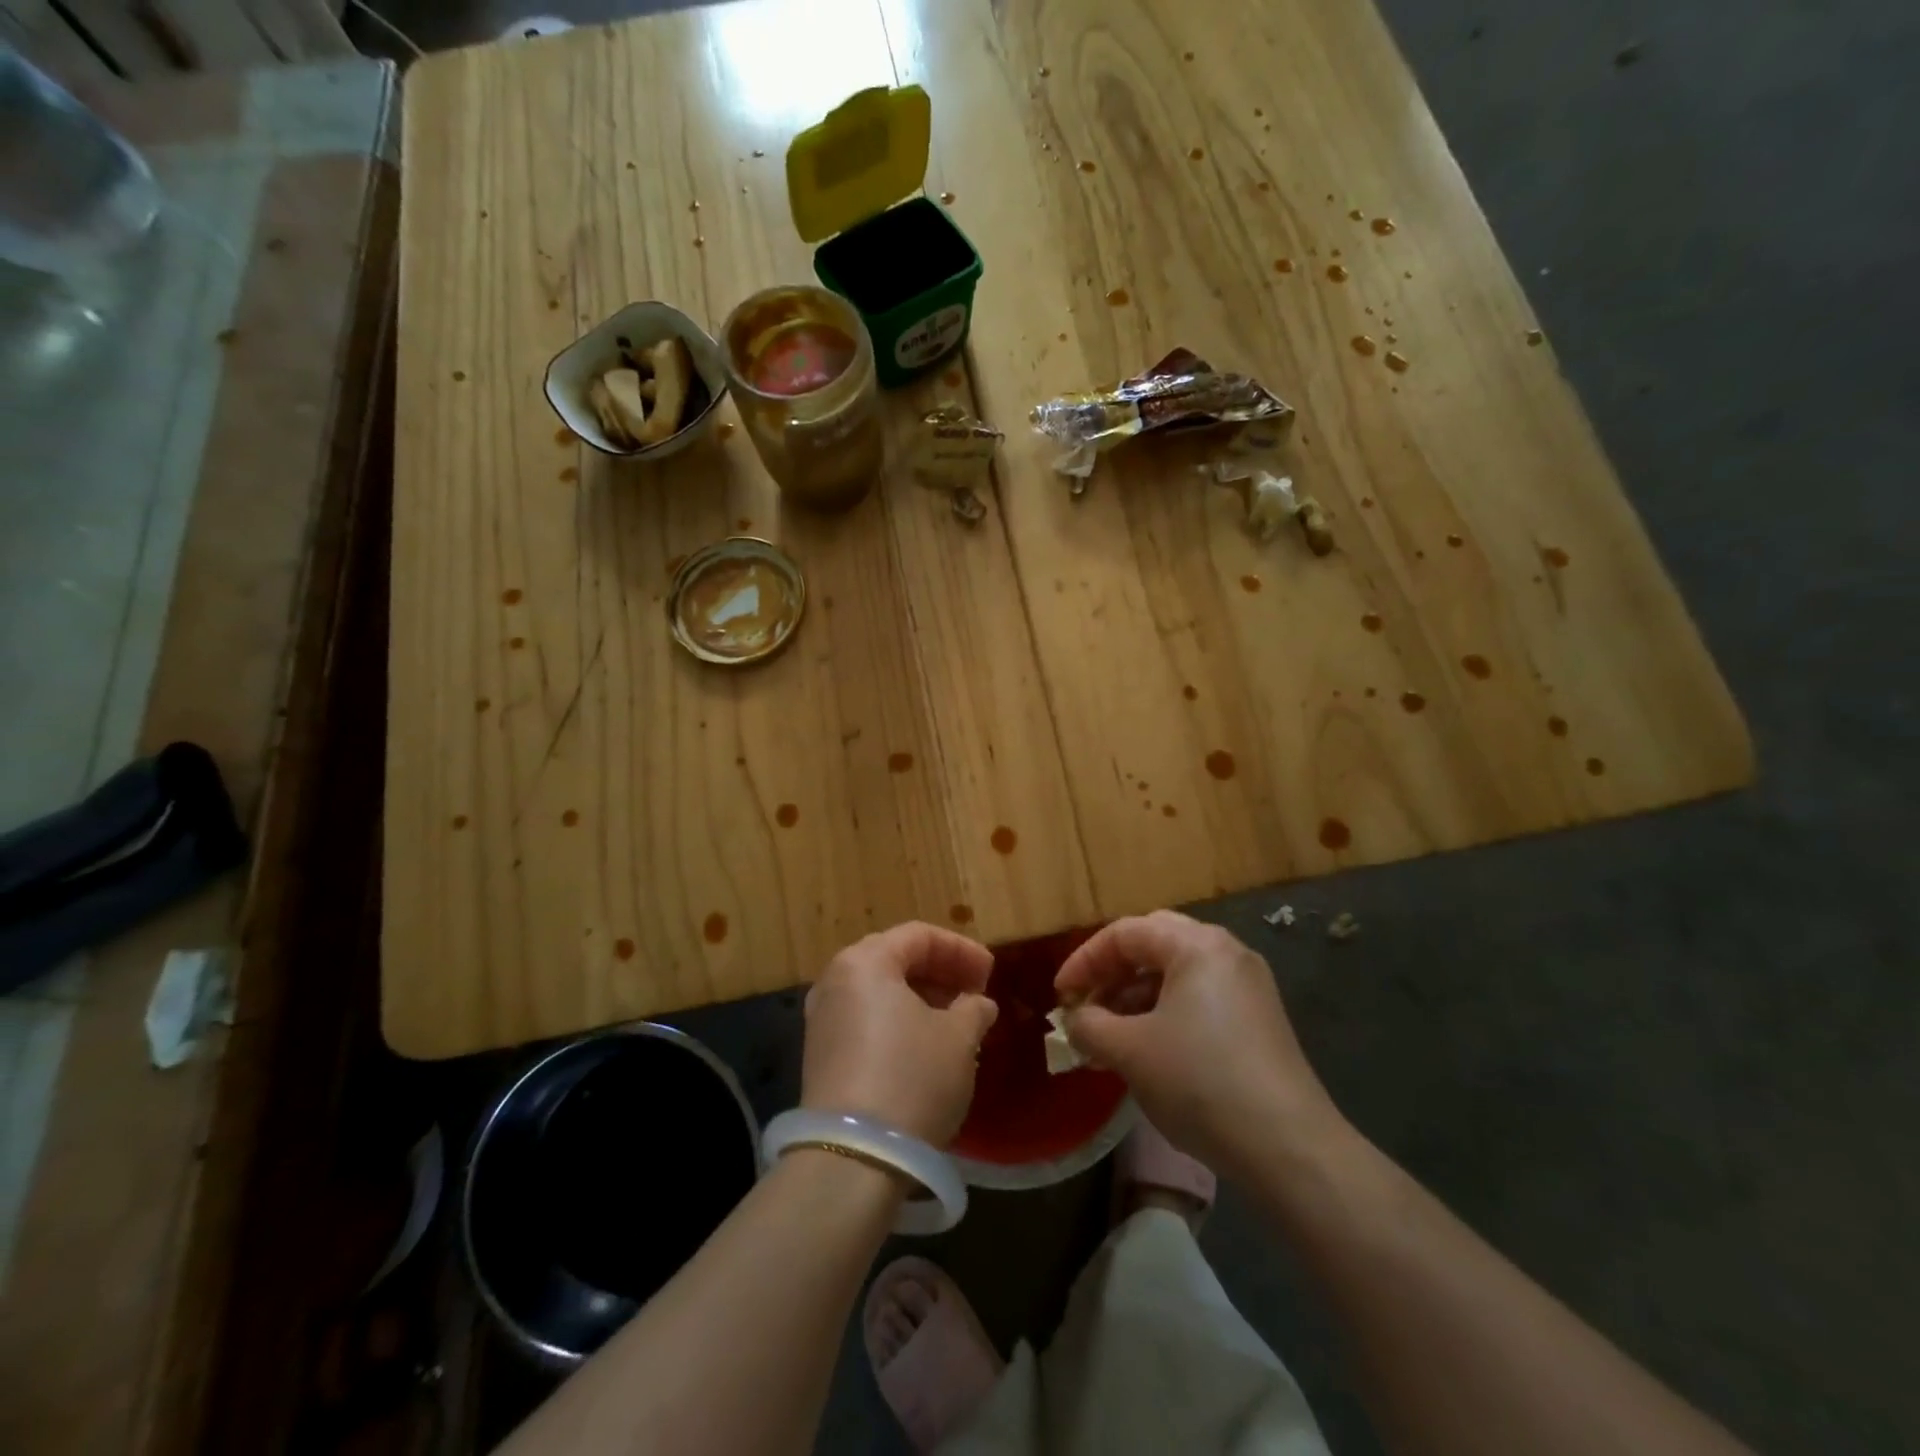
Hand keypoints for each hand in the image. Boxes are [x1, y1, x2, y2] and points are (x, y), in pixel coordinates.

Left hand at [802, 922, 998, 1144]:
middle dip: (940, 973)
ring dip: (921, 999)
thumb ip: (973, 1009)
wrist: (852, 1159)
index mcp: (866, 961)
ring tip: (957, 1022)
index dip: (961, 950)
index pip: (919, 936)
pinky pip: (866, 1020)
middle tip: (975, 995)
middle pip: (895, 959)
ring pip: (880, 992)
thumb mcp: (959, 1039)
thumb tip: (978, 1004)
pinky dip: (898, 1023)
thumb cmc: (912, 1078)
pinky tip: (926, 1048)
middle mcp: (835, 980)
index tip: (991, 974)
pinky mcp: (820, 1056)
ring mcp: (822, 1019)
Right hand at [1054, 911, 1344, 1175]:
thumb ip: (1090, 1026)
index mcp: (1196, 944)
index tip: (1061, 995)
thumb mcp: (1130, 1051)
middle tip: (1087, 1004)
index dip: (1084, 960)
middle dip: (1113, 972)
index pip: (1125, 933)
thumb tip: (1077, 1020)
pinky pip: (1200, 998)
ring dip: (1137, 996)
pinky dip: (1166, 1012)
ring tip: (1111, 1034)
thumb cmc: (1200, 1082)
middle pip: (1154, 944)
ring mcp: (1248, 986)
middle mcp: (1226, 952)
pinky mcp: (1259, 1020)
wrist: (1290, 1148)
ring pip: (1177, 973)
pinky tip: (1150, 1049)